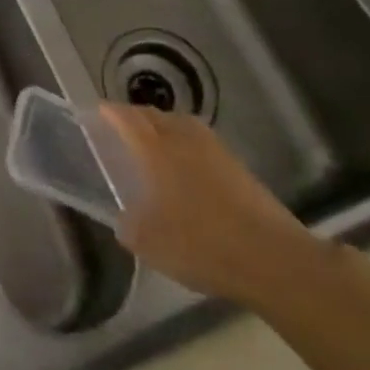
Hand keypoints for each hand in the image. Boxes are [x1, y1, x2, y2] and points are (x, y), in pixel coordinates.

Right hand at [99, 103, 327, 309]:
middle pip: (154, 115)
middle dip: (135, 116)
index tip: (98, 112)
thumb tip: (125, 217)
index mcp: (156, 150)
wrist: (271, 258)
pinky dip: (185, 143)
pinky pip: (200, 141)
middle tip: (121, 128)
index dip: (110, 113)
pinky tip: (186, 166)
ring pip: (180, 124)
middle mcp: (183, 139)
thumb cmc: (202, 245)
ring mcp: (214, 149)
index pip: (127, 119)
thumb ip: (129, 225)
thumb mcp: (150, 244)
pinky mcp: (237, 165)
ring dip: (163, 126)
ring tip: (153, 142)